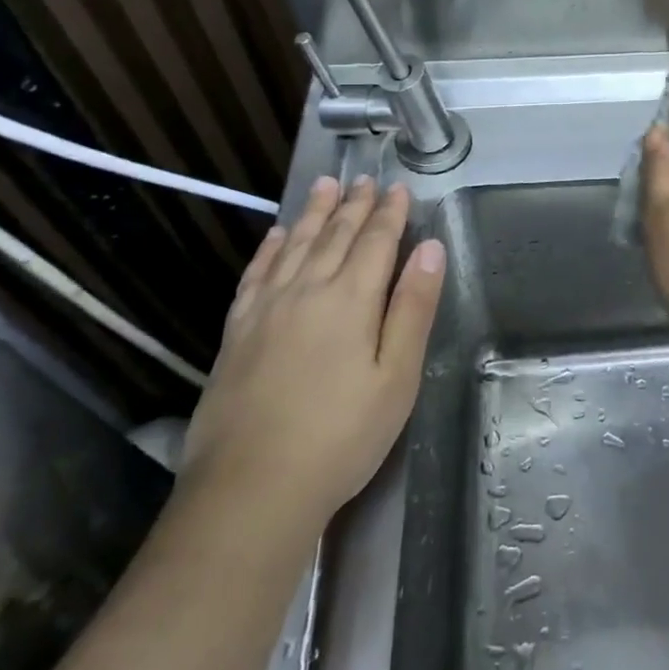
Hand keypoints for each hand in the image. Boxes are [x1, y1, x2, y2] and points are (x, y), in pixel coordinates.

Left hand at [183, 176, 445, 523]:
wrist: (250, 490)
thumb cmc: (340, 436)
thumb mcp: (397, 377)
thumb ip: (413, 308)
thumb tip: (431, 248)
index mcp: (352, 299)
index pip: (376, 241)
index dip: (390, 213)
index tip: (398, 187)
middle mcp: (308, 289)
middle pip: (335, 235)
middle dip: (354, 205)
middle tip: (364, 179)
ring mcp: (267, 308)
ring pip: (295, 244)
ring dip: (313, 212)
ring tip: (325, 185)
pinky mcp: (237, 331)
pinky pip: (256, 273)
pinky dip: (269, 247)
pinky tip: (276, 234)